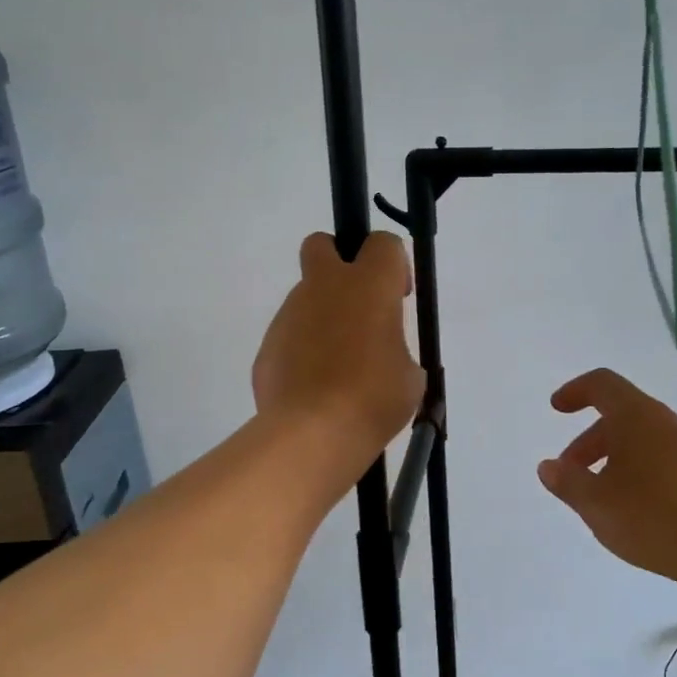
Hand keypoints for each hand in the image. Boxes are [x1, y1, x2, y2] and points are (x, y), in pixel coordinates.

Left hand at [253, 232, 424, 464]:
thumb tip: (383, 357)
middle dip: (337, 259)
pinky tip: (314, 387)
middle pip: (322, 244)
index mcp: (368, 285)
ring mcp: (290, 314)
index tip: (398, 297)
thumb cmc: (374, 398)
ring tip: (337, 366)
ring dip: (322, 316)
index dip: (393, 264)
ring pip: (305, 296)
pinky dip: (302, 351)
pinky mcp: (267, 345)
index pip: (383, 243)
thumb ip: (395, 349)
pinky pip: (289, 336)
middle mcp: (325, 287)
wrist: (313, 433)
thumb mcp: (409, 375)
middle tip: (356, 303)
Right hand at [538, 369, 676, 584]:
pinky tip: (627, 505)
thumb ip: (566, 481)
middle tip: (569, 471)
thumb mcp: (594, 501)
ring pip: (638, 437)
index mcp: (635, 414)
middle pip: (618, 413)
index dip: (575, 391)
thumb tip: (548, 467)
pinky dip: (633, 468)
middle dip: (588, 438)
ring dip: (610, 456)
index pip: (601, 384)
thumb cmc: (648, 514)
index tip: (557, 409)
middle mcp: (662, 421)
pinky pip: (656, 456)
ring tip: (596, 494)